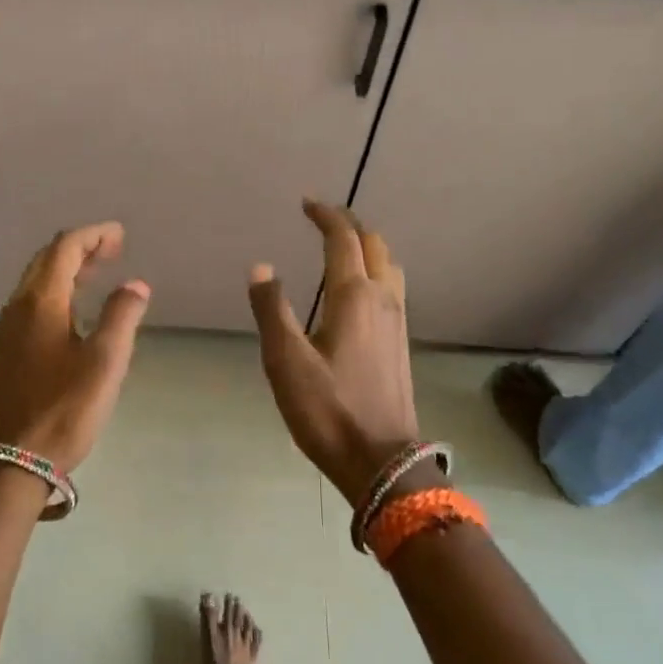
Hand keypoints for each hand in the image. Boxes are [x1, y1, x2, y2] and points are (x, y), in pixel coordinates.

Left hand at [0, 223, 150, 473]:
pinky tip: (76, 310)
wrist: (12, 461)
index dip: (93, 235)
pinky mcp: (10, 350)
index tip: (120, 235)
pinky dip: (58, 289)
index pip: (65, 248)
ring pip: (38, 281)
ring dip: (67, 268)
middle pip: (47, 259)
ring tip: (99, 271)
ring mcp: (10, 329)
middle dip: (80, 247)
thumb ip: (121, 317)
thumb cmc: (64, 409)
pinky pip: (34, 302)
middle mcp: (20, 307)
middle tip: (114, 249)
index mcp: (41, 302)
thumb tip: (135, 285)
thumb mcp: (105, 362)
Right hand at [249, 201, 421, 503]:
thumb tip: (262, 267)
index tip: (307, 204)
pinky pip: (392, 286)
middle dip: (349, 225)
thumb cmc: (328, 410)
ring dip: (367, 245)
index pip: (343, 239)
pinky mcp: (401, 341)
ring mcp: (398, 320)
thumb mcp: (285, 361)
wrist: (381, 459)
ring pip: (389, 264)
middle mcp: (383, 298)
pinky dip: (375, 268)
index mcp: (354, 296)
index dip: (326, 216)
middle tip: (322, 219)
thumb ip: (271, 309)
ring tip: (342, 246)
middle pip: (373, 244)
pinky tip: (359, 288)